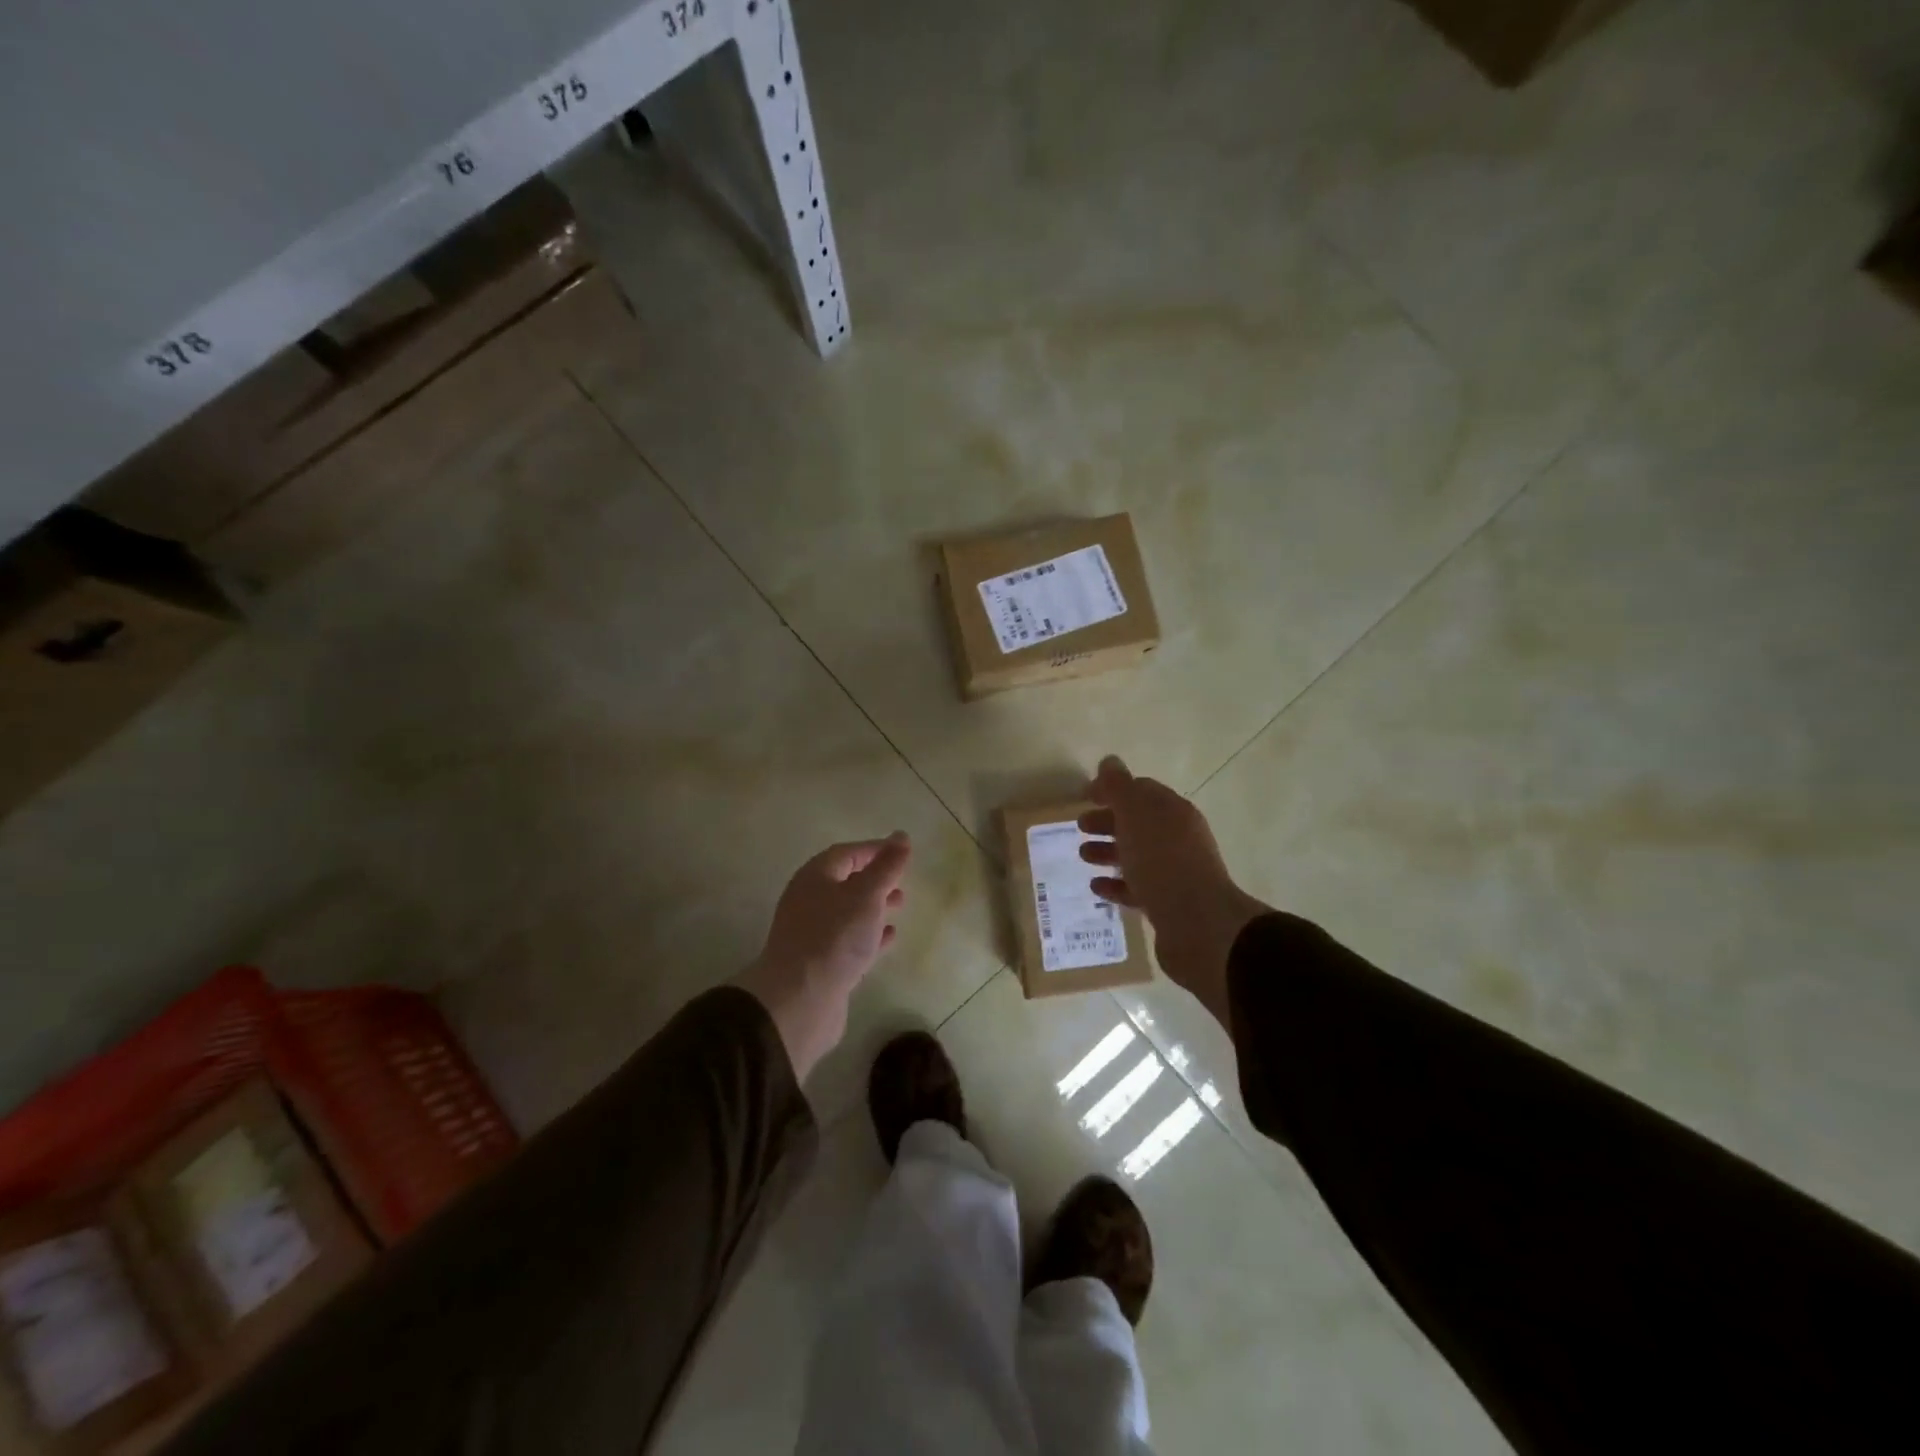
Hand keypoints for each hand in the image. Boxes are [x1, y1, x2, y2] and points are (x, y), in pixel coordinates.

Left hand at [735, 832, 911, 1081]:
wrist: (800, 1000)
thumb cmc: (834, 937)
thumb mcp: (867, 895)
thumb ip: (886, 866)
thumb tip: (901, 835)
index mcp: (815, 877)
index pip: (847, 853)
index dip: (874, 849)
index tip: (902, 851)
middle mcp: (809, 900)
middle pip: (845, 881)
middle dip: (875, 878)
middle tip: (903, 881)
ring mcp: (813, 932)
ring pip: (848, 911)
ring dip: (874, 905)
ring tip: (901, 906)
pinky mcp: (821, 961)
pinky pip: (849, 938)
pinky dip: (869, 933)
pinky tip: (889, 936)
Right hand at [1079, 757, 1267, 1027]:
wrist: (1197, 924)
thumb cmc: (1162, 860)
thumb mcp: (1135, 814)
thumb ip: (1119, 787)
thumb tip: (1109, 761)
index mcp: (1172, 811)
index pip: (1141, 791)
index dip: (1112, 790)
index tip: (1085, 795)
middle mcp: (1177, 838)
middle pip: (1137, 823)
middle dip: (1107, 821)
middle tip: (1079, 826)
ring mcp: (1175, 872)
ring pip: (1136, 855)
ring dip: (1108, 852)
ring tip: (1082, 856)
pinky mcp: (1168, 904)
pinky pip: (1136, 888)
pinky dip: (1115, 884)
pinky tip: (1096, 887)